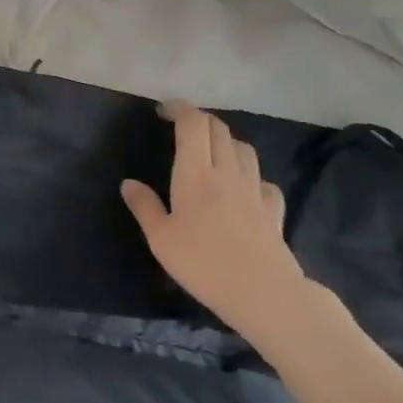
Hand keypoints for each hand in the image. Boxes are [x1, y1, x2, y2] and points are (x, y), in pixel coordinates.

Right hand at [121, 101, 305, 332]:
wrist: (264, 293)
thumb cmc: (203, 263)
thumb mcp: (160, 238)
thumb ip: (144, 207)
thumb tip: (128, 183)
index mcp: (195, 173)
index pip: (193, 124)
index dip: (179, 109)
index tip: (163, 110)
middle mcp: (227, 172)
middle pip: (219, 130)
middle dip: (199, 120)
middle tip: (181, 128)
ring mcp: (254, 190)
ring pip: (243, 149)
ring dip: (225, 141)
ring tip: (211, 152)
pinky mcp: (274, 210)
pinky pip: (263, 181)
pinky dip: (250, 175)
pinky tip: (243, 189)